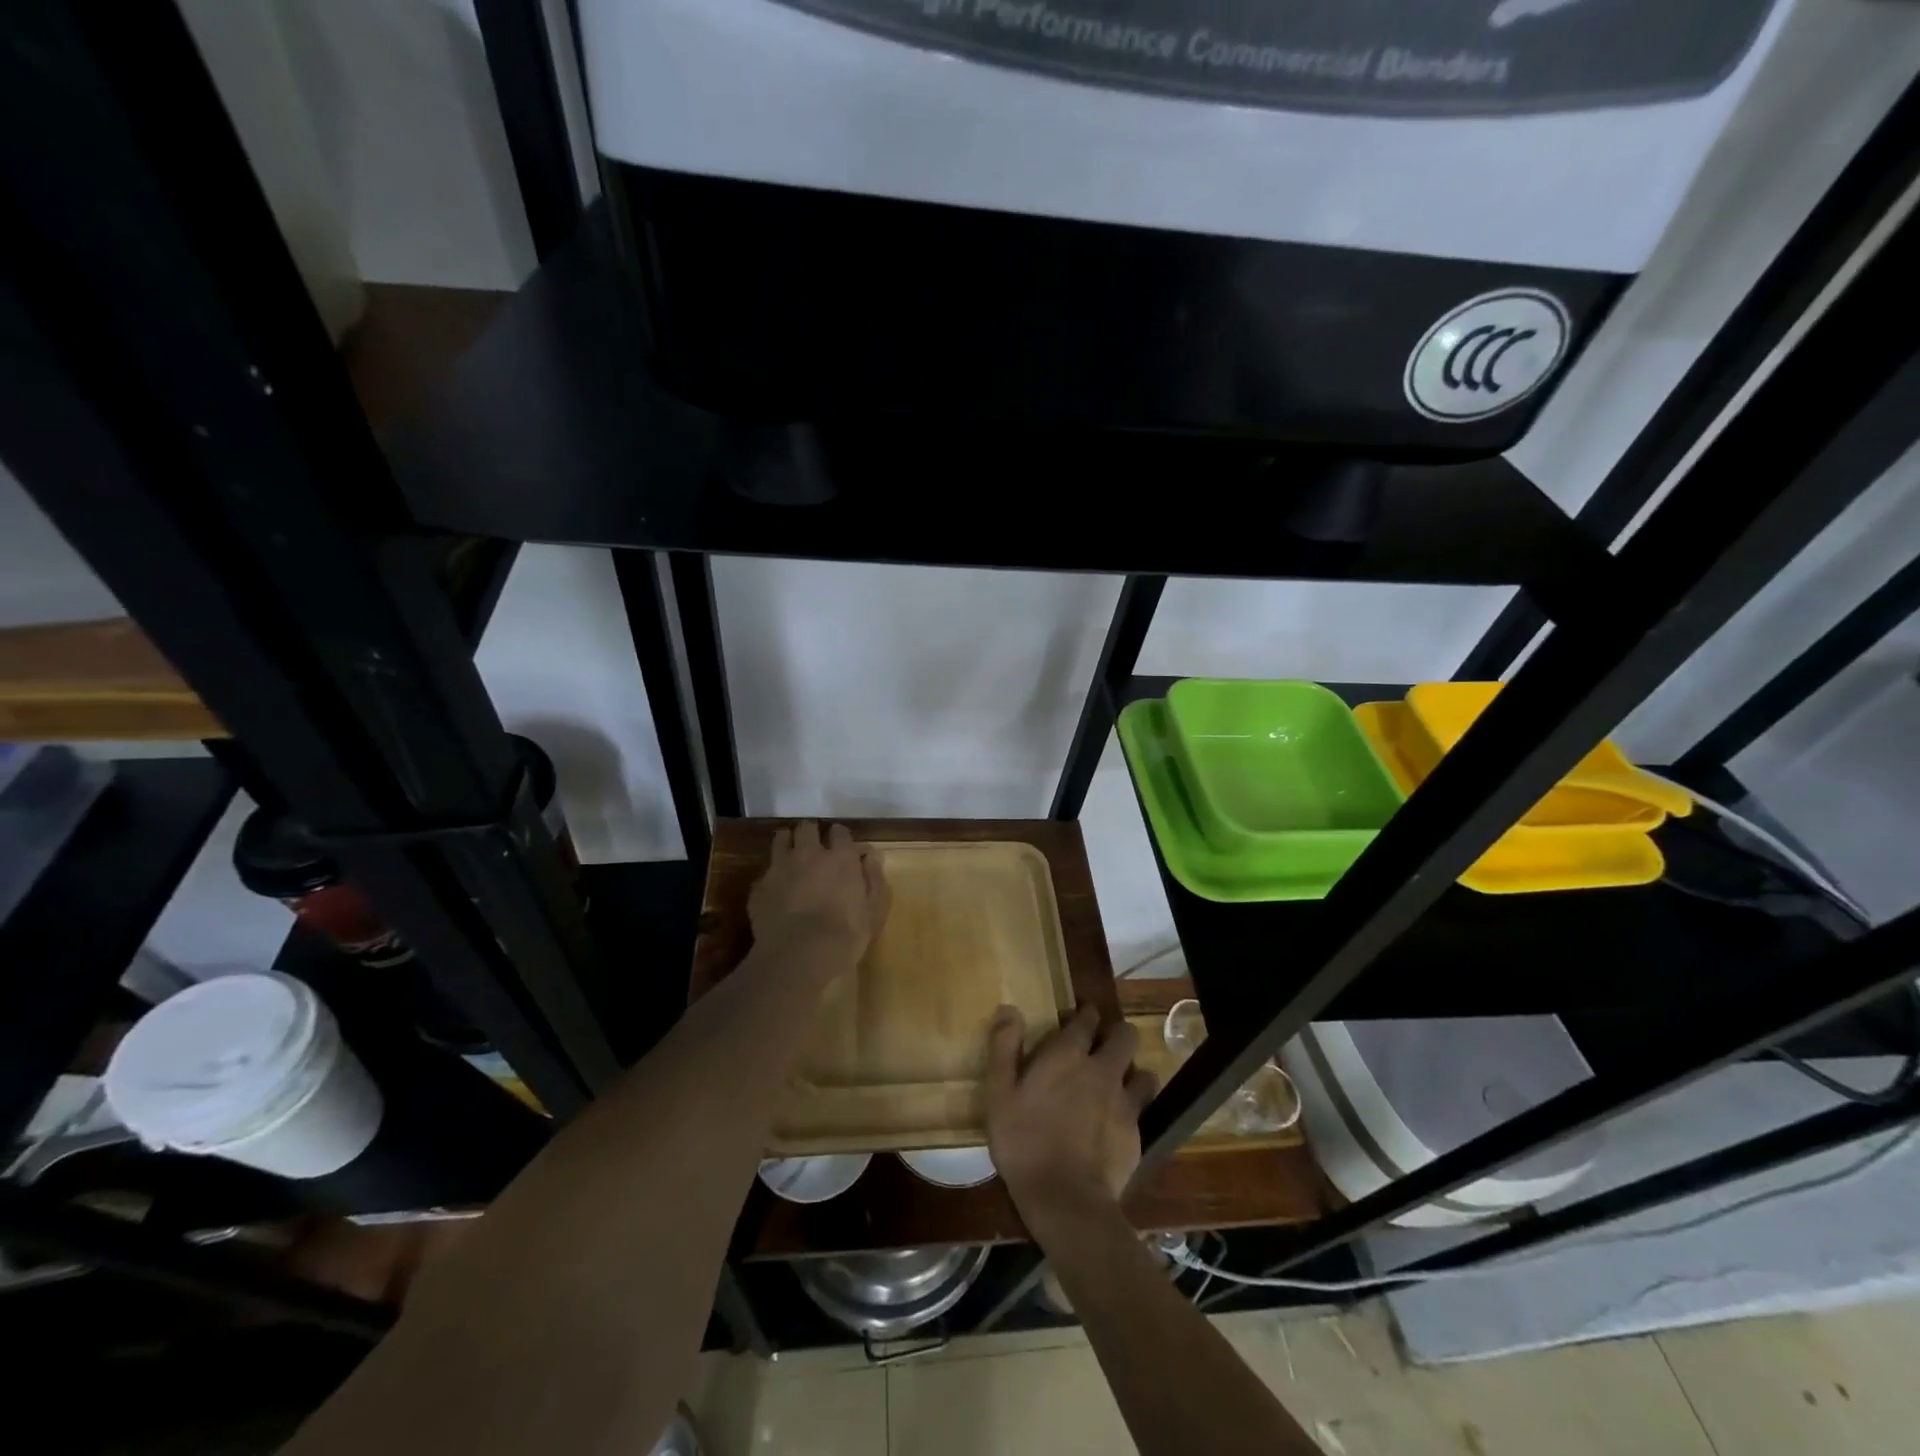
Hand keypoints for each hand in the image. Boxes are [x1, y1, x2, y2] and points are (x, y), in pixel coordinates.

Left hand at [748, 822, 889, 970]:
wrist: (798, 957)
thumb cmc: (845, 935)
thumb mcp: (875, 910)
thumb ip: (875, 878)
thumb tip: (872, 856)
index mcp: (840, 857)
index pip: (840, 831)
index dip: (842, 838)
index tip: (844, 850)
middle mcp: (808, 854)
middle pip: (807, 827)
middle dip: (812, 834)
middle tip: (816, 850)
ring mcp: (780, 868)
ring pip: (781, 839)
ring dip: (788, 843)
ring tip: (793, 858)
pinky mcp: (760, 887)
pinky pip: (766, 871)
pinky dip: (773, 876)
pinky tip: (776, 891)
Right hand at [985, 1005, 1157, 1228]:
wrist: (1066, 1199)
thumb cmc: (1024, 1142)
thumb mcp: (999, 1094)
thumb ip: (1003, 1048)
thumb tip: (1009, 1008)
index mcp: (1068, 1055)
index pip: (1087, 1019)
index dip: (1085, 1014)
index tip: (1079, 1018)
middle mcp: (1102, 1069)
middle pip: (1125, 1035)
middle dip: (1117, 1034)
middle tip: (1101, 1046)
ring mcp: (1124, 1100)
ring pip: (1142, 1071)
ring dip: (1132, 1071)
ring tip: (1118, 1082)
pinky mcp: (1136, 1132)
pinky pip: (1143, 1107)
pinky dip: (1134, 1106)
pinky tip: (1119, 1120)